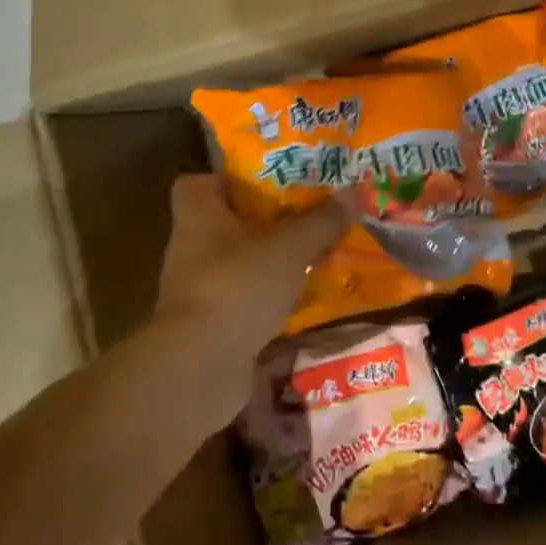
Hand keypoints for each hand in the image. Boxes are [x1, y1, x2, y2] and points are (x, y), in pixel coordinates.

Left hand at [143, 175, 349, 432]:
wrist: (200, 366)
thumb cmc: (239, 285)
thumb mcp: (290, 246)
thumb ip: (322, 220)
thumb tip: (354, 192)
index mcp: (199, 215)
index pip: (199, 183)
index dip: (230, 178)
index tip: (266, 181)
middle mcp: (191, 247)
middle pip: (227, 222)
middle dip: (265, 220)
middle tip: (306, 213)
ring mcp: (198, 289)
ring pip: (240, 262)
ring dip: (272, 260)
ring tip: (314, 253)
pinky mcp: (210, 324)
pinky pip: (245, 298)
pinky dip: (270, 296)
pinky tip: (303, 296)